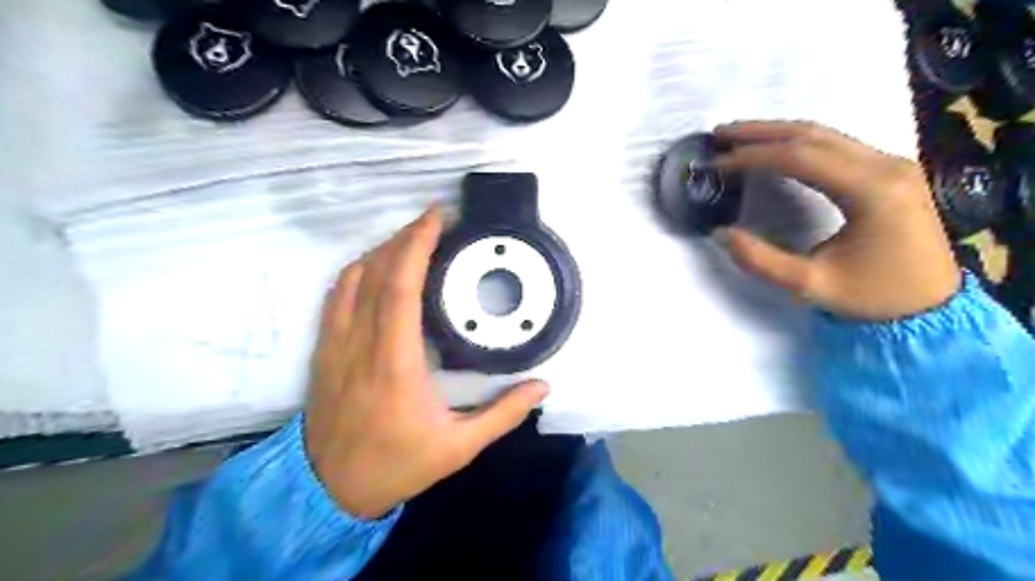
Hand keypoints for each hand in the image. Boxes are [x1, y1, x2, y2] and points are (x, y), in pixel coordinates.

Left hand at [305, 211, 549, 518]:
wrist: (331, 489)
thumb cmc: (398, 464)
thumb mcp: (459, 447)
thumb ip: (504, 414)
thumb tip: (543, 386)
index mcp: (395, 363)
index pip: (401, 286)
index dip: (417, 245)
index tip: (437, 218)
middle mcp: (360, 343)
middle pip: (376, 271)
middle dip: (404, 237)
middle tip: (433, 220)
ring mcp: (335, 343)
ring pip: (351, 278)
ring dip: (382, 250)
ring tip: (411, 240)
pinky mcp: (323, 349)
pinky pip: (335, 295)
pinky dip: (357, 270)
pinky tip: (376, 267)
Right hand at [718, 120, 956, 319]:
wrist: (933, 307)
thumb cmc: (874, 298)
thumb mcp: (810, 285)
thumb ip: (760, 261)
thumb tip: (720, 233)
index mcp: (871, 190)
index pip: (801, 157)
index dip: (753, 156)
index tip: (716, 162)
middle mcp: (886, 165)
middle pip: (813, 134)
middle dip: (761, 132)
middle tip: (719, 134)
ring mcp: (891, 164)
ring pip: (825, 135)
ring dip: (777, 133)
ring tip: (737, 138)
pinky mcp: (888, 172)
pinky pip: (836, 145)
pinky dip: (797, 144)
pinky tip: (774, 150)